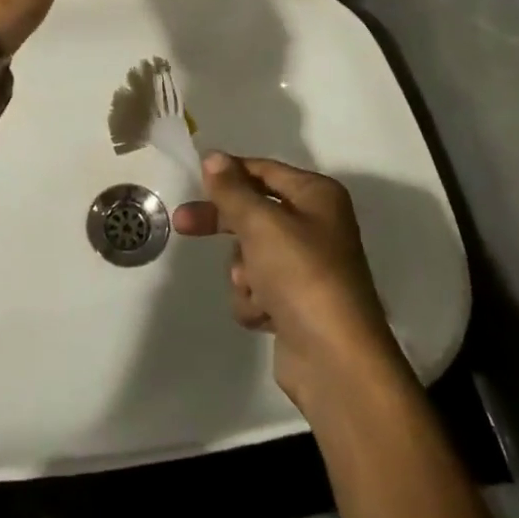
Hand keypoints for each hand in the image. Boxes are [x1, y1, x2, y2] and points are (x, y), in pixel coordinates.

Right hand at [174, 153, 401, 412]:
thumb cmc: (301, 276)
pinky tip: (266, 316)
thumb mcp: (261, 223)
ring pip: (250, 254)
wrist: (335, 361)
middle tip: (183, 224)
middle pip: (253, 212)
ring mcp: (306, 267)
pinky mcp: (296, 303)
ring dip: (244, 273)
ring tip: (258, 291)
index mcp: (317, 196)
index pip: (263, 170)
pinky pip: (258, 289)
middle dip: (223, 224)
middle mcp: (316, 225)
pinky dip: (255, 301)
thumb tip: (213, 156)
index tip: (194, 178)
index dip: (229, 172)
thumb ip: (232, 189)